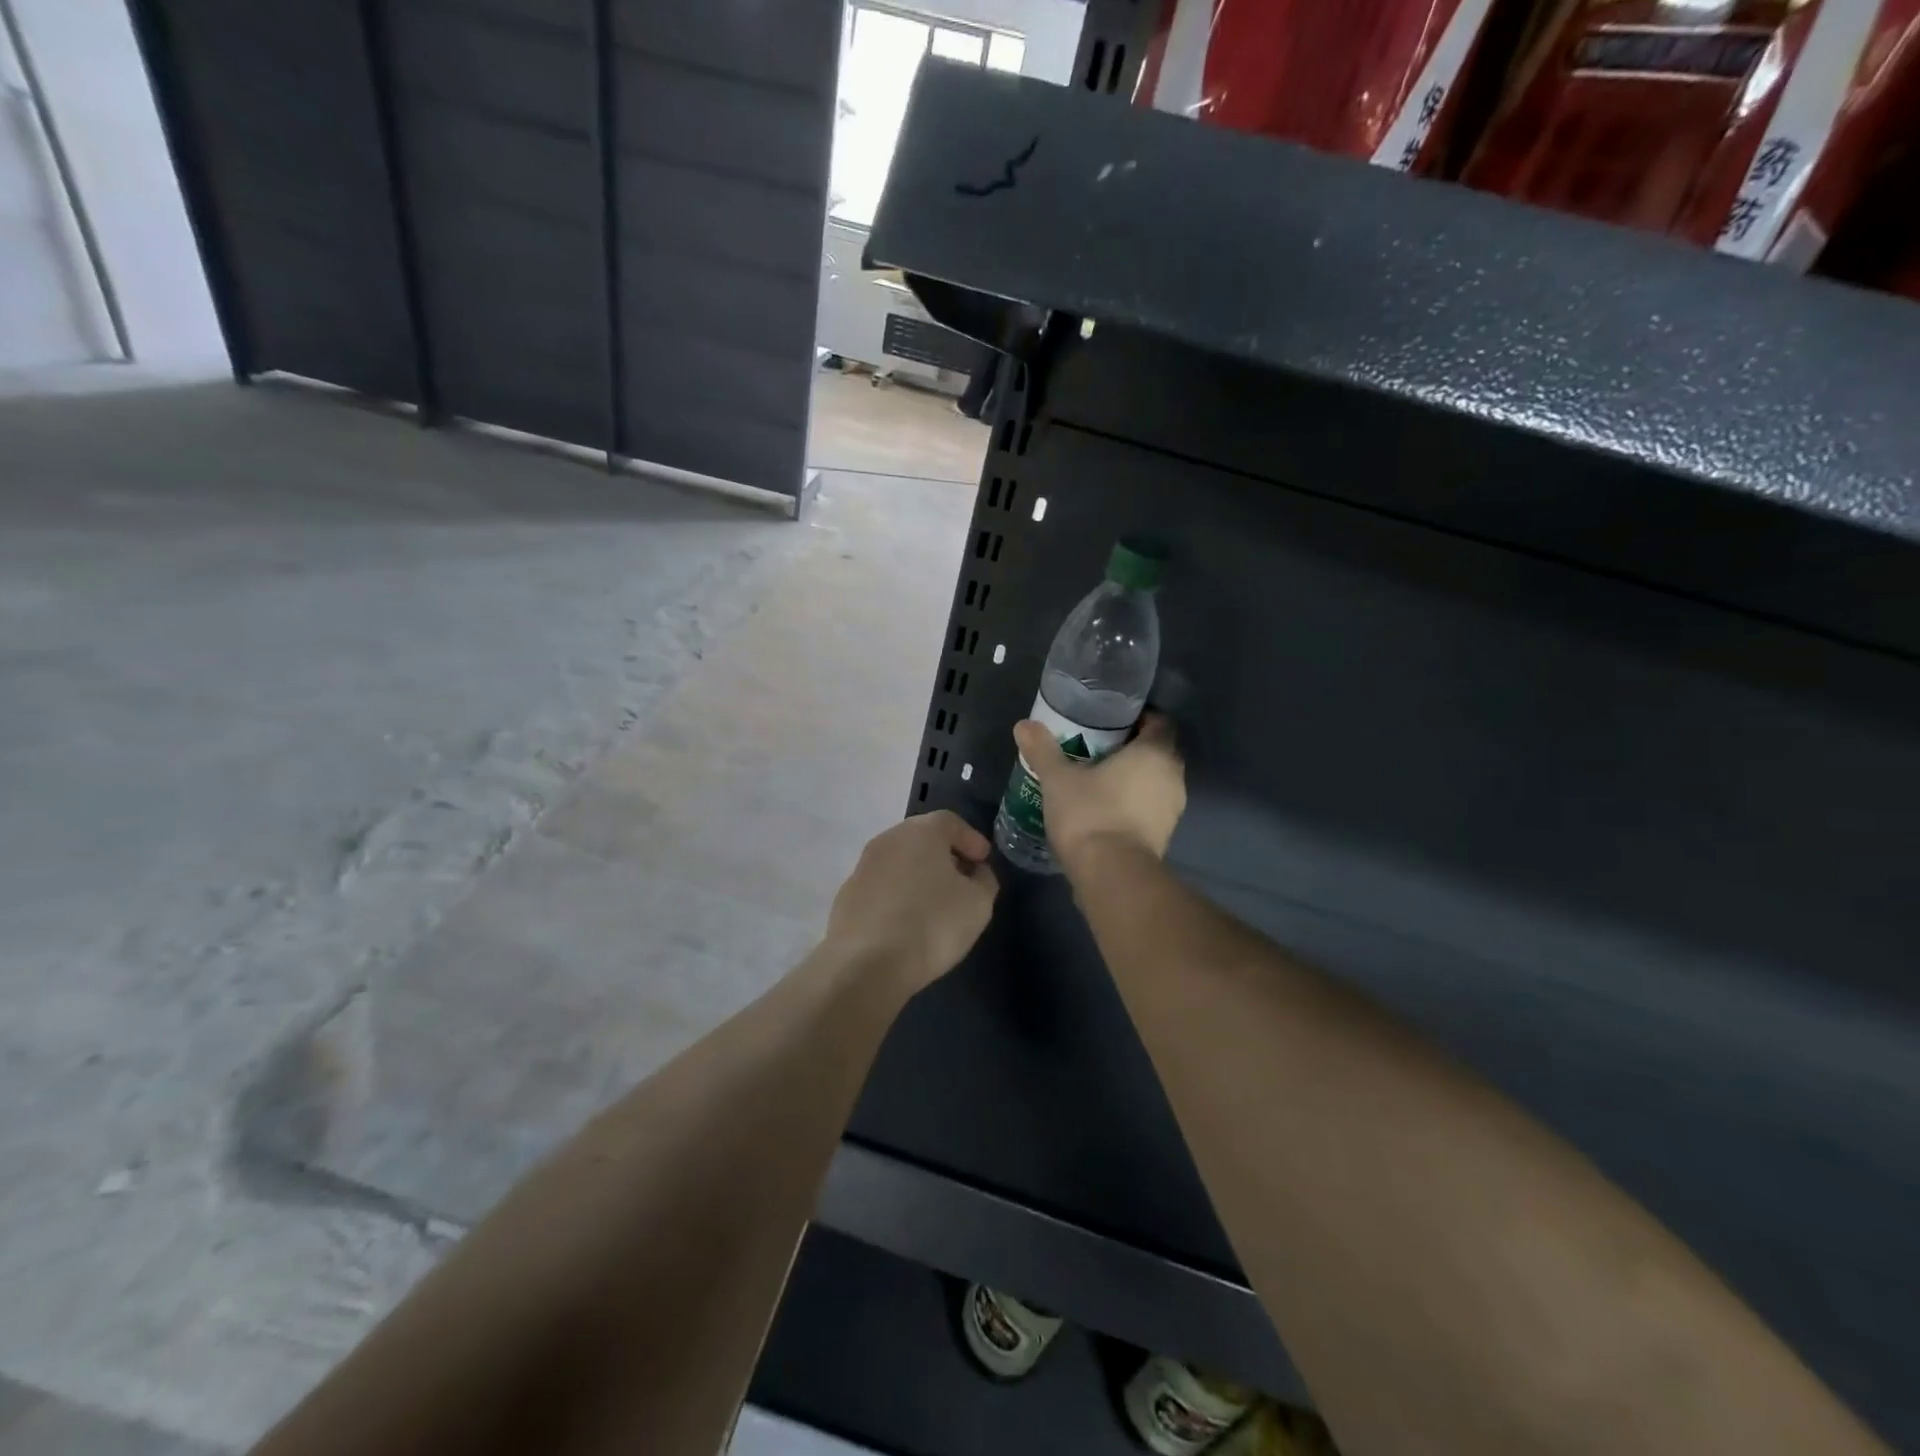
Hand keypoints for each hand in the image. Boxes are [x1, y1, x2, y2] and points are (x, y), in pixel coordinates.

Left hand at [825, 811, 999, 995]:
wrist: (866, 964)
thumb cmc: (932, 924)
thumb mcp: (978, 903)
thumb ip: (984, 879)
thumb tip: (976, 872)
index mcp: (920, 832)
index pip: (950, 822)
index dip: (971, 839)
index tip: (983, 862)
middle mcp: (888, 840)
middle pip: (922, 838)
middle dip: (945, 856)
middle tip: (963, 880)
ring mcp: (862, 867)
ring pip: (899, 862)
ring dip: (919, 876)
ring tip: (936, 904)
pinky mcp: (847, 896)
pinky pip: (881, 887)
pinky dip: (898, 896)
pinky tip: (907, 922)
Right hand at [1012, 712, 1186, 867]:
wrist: (1111, 875)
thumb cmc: (1090, 814)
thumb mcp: (1058, 779)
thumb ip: (1043, 749)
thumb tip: (1024, 724)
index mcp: (1155, 753)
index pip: (1160, 722)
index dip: (1139, 718)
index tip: (1111, 722)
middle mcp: (1173, 777)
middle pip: (1158, 752)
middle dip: (1133, 748)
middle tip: (1099, 748)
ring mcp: (1173, 810)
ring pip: (1156, 782)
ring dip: (1135, 778)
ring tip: (1100, 778)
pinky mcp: (1164, 836)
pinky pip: (1151, 808)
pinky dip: (1134, 804)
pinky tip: (1106, 808)